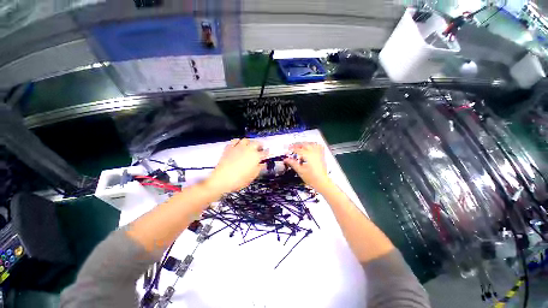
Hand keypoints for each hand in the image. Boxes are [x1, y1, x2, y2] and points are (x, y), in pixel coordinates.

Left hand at [205, 138, 267, 193]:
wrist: (222, 179)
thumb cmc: (239, 180)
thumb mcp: (252, 176)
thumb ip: (259, 168)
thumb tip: (262, 164)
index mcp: (256, 156)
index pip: (264, 152)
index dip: (267, 152)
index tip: (267, 153)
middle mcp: (248, 149)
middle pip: (256, 143)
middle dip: (259, 145)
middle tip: (260, 148)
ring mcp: (238, 147)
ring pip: (246, 140)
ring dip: (249, 142)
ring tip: (249, 146)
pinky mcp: (229, 148)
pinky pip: (234, 141)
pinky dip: (238, 141)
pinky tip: (238, 145)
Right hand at [284, 142, 331, 191]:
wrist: (322, 182)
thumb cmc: (312, 178)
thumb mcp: (300, 171)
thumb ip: (293, 163)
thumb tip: (286, 160)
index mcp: (307, 155)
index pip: (298, 149)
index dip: (292, 148)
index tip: (288, 149)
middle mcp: (314, 153)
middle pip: (304, 144)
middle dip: (298, 145)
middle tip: (293, 147)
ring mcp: (319, 154)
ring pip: (312, 144)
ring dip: (305, 144)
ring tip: (301, 146)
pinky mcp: (322, 156)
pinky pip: (319, 147)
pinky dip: (315, 145)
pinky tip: (312, 147)